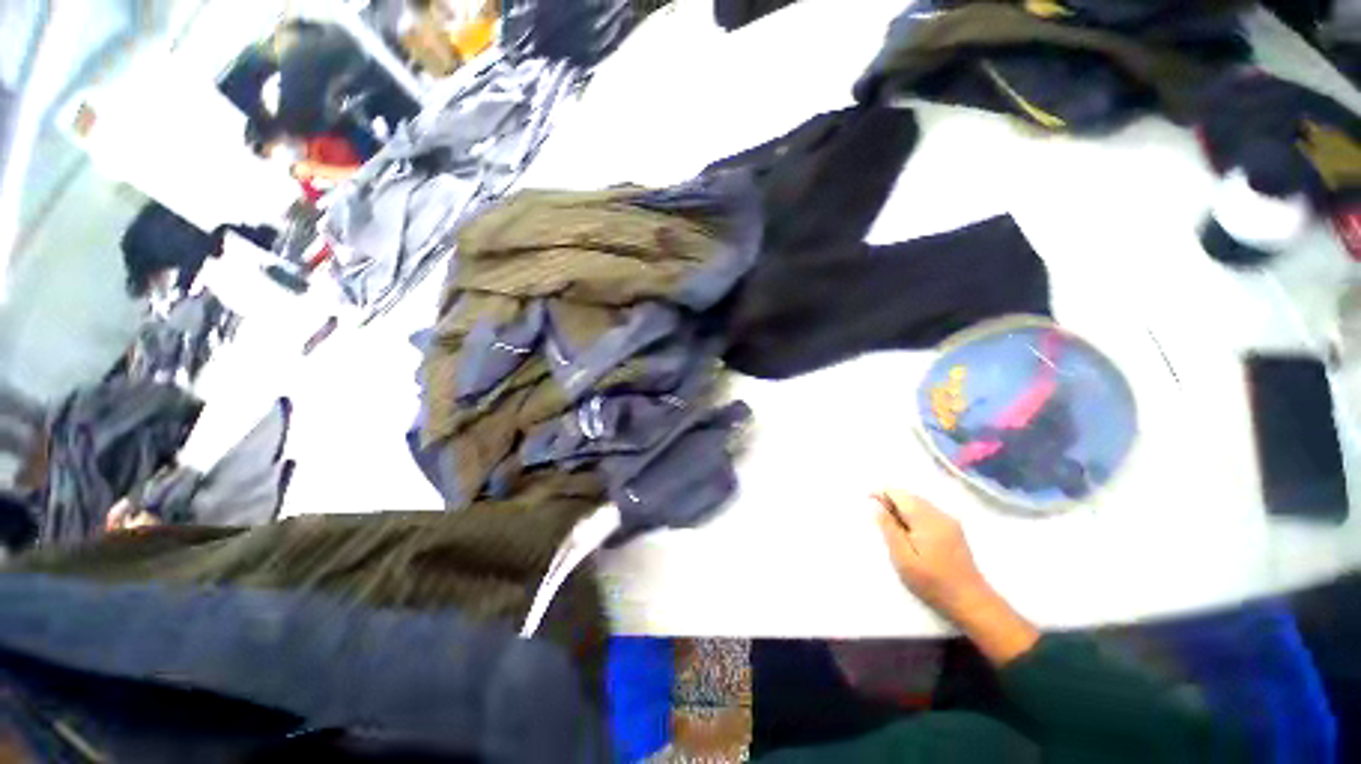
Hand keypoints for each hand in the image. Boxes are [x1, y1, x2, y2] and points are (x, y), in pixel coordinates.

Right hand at [875, 491, 1038, 664]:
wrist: (971, 601)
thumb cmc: (932, 582)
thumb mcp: (903, 558)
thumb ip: (888, 528)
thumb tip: (876, 504)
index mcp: (925, 518)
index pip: (899, 494)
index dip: (881, 494)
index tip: (868, 503)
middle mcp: (939, 514)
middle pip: (909, 496)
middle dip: (891, 501)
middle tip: (879, 520)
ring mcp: (949, 521)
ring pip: (919, 503)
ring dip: (902, 508)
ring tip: (893, 528)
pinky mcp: (953, 529)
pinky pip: (928, 512)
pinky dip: (914, 515)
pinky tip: (911, 533)